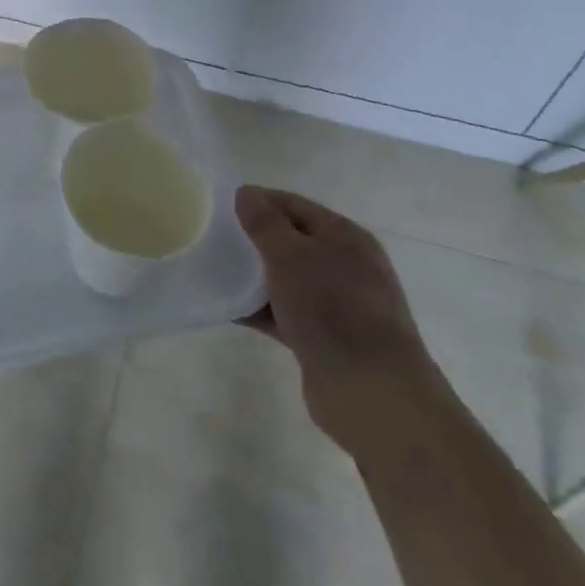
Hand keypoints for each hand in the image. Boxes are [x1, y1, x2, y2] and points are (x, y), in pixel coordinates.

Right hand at [237, 186, 444, 450]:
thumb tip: (246, 193)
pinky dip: (259, 309)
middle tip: (213, 236)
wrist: (370, 392)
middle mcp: (346, 266)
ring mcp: (337, 305)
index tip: (220, 203)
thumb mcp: (291, 256)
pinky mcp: (324, 339)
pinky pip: (284, 313)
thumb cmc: (332, 308)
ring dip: (254, 276)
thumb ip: (265, 223)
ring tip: (214, 270)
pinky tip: (228, 308)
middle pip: (291, 241)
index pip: (294, 205)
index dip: (259, 200)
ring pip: (287, 279)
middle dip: (254, 238)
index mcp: (345, 236)